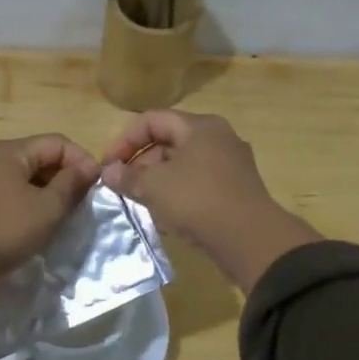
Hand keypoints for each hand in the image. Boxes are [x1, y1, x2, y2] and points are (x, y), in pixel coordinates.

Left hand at [0, 134, 99, 283]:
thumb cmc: (3, 230)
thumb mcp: (46, 209)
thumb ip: (70, 185)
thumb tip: (88, 167)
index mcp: (9, 150)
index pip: (57, 142)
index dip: (82, 160)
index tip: (97, 186)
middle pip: (37, 156)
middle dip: (62, 175)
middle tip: (80, 202)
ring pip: (19, 175)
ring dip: (43, 189)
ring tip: (58, 214)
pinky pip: (3, 190)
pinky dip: (22, 199)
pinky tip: (28, 221)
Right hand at [100, 111, 320, 291]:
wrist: (250, 239)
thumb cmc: (197, 200)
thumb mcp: (154, 187)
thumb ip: (127, 176)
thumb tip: (108, 172)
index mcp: (200, 126)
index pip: (152, 120)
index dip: (125, 140)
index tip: (109, 166)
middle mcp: (219, 138)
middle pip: (169, 142)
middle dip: (141, 163)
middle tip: (123, 187)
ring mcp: (231, 164)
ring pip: (183, 165)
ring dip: (157, 181)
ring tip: (139, 203)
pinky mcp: (236, 190)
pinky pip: (198, 184)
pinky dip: (178, 194)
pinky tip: (165, 217)